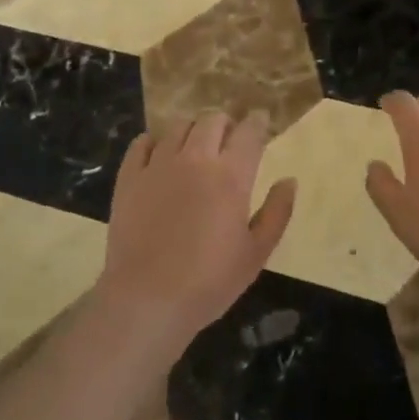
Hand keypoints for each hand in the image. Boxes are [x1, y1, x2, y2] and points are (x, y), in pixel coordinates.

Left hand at [96, 111, 296, 357]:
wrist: (146, 300)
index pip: (249, 131)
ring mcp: (159, 165)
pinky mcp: (129, 177)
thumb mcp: (256, 254)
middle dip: (225, 124)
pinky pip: (141, 143)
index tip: (261, 123)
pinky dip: (154, 142)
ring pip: (178, 126)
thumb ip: (277, 213)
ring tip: (194, 147)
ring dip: (192, 131)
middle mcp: (195, 159)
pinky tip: (158, 155)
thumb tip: (289, 180)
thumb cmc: (209, 282)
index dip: (258, 122)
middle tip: (228, 140)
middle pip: (212, 119)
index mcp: (231, 175)